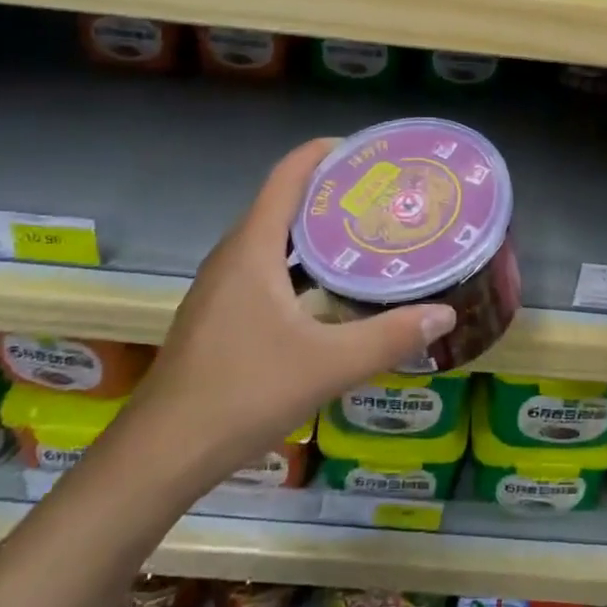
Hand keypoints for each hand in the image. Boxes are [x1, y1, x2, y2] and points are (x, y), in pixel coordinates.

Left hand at [120, 138, 456, 481]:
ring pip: (273, 237)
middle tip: (383, 196)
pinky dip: (299, 262)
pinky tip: (329, 289)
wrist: (161, 454)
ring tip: (365, 234)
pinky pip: (264, 266)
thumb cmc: (243, 394)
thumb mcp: (327, 365)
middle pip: (283, 201)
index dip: (326, 153)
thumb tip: (445, 313)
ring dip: (315, 229)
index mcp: (253, 248)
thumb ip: (389, 337)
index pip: (288, 175)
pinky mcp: (220, 313)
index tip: (370, 153)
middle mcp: (234, 255)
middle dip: (332, 191)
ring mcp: (221, 285)